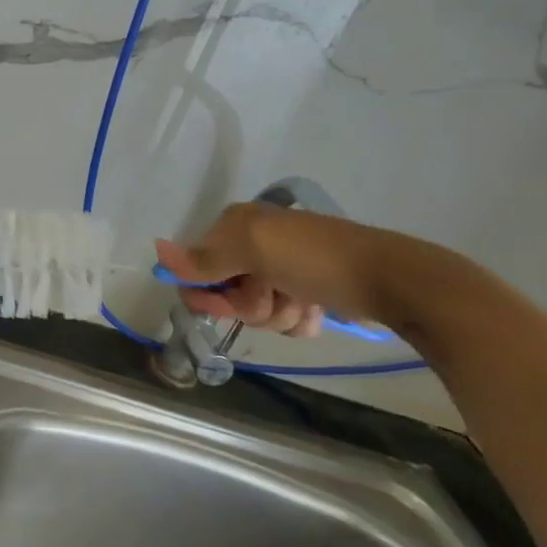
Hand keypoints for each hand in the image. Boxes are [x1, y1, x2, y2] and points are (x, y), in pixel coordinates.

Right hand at [155, 202, 395, 337]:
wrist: (389, 278)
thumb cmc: (314, 259)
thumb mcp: (253, 251)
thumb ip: (204, 257)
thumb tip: (157, 249)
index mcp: (236, 226)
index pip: (196, 266)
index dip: (207, 291)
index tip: (227, 304)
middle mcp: (254, 244)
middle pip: (225, 291)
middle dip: (248, 304)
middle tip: (272, 295)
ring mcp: (281, 269)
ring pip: (255, 309)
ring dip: (276, 314)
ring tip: (302, 302)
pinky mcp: (306, 291)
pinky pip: (283, 317)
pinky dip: (297, 320)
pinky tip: (315, 311)